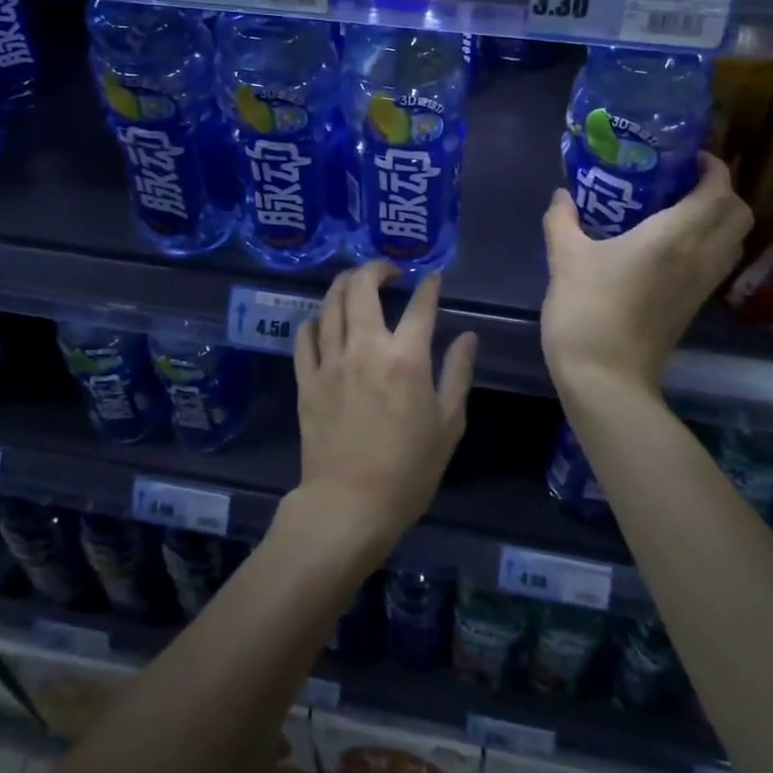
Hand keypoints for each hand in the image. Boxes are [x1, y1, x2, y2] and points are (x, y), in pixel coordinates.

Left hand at [291, 261, 477, 554]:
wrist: (350, 504)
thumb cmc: (409, 469)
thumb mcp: (448, 423)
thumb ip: (458, 373)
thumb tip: (467, 337)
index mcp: (406, 358)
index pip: (420, 306)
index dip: (429, 285)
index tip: (432, 277)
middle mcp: (365, 348)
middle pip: (362, 288)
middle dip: (375, 268)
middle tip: (388, 271)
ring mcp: (331, 361)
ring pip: (330, 304)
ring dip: (344, 284)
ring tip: (355, 283)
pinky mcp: (306, 379)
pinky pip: (305, 336)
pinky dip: (315, 320)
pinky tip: (323, 320)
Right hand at [541, 153, 752, 394]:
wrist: (605, 378)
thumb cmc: (587, 310)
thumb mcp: (565, 258)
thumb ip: (563, 220)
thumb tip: (562, 195)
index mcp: (675, 237)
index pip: (718, 190)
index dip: (713, 167)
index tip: (688, 157)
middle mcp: (700, 257)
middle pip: (739, 214)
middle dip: (721, 191)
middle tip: (682, 183)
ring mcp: (701, 286)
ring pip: (733, 241)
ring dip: (717, 219)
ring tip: (676, 210)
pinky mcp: (693, 307)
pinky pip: (716, 263)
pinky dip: (707, 245)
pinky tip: (666, 247)